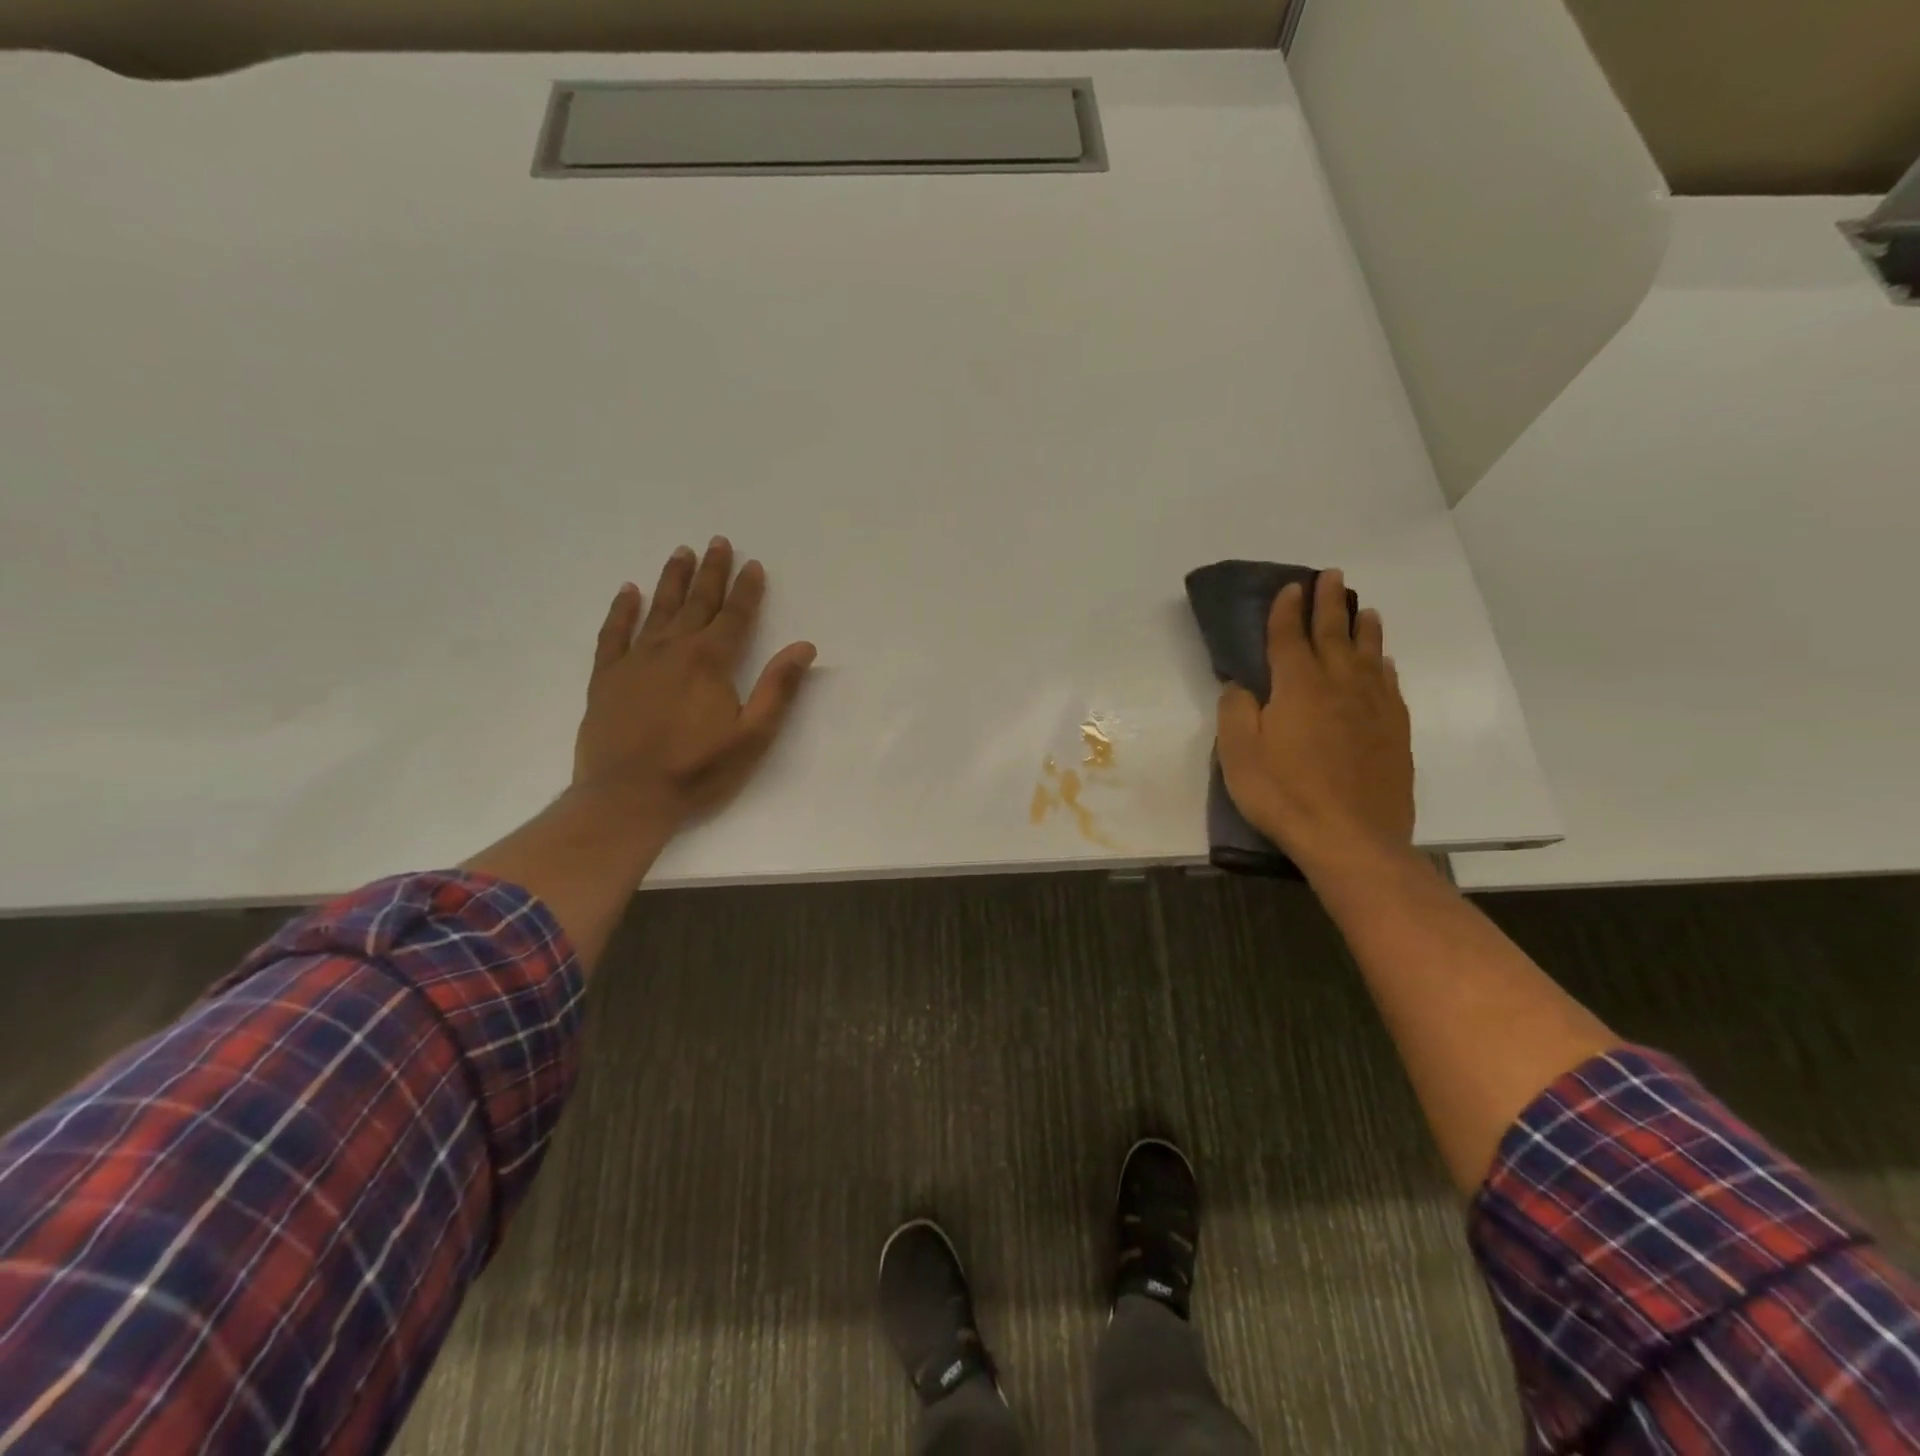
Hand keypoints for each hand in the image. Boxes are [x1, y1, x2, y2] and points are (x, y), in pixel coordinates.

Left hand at [573, 537, 816, 833]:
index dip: (747, 589)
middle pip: (697, 602)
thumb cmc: (698, 770)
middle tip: (717, 541)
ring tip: (681, 552)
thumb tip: (804, 646)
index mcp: (710, 661)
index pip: (735, 616)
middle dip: (711, 572)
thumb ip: (778, 688)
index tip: (753, 564)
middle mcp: (672, 649)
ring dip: (672, 580)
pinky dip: (622, 610)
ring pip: (657, 609)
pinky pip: (613, 633)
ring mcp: (635, 660)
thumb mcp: (752, 735)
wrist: (627, 798)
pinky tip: (628, 591)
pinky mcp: (606, 677)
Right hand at [1215, 569, 1413, 875]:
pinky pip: (1389, 684)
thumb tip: (1241, 684)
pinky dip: (1383, 664)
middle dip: (1328, 603)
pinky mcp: (1394, 731)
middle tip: (1331, 576)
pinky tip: (1382, 662)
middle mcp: (1339, 685)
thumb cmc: (1284, 794)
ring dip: (1362, 627)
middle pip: (1333, 633)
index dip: (1286, 610)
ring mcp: (1373, 706)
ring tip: (1362, 609)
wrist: (1351, 838)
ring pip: (1368, 654)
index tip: (1290, 587)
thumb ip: (1236, 712)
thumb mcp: (1239, 755)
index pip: (1289, 637)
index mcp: (1297, 686)